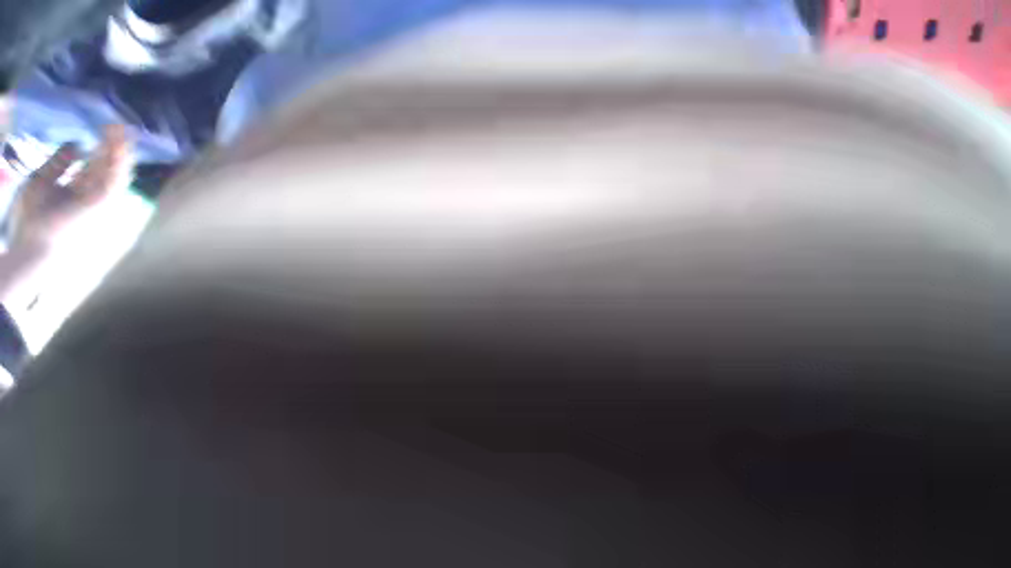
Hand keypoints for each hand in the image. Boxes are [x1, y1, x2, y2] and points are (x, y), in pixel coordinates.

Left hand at [11, 124, 131, 245]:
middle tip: (117, 123)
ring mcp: (99, 195)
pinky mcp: (102, 199)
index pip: (94, 163)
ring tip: (120, 128)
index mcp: (78, 186)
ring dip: (119, 149)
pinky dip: (118, 161)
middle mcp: (92, 189)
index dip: (99, 145)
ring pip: (115, 168)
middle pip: (106, 163)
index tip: (103, 127)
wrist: (36, 243)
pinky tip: (118, 145)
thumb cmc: (34, 216)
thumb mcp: (41, 181)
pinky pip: (114, 177)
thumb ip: (58, 163)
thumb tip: (77, 143)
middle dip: (112, 144)